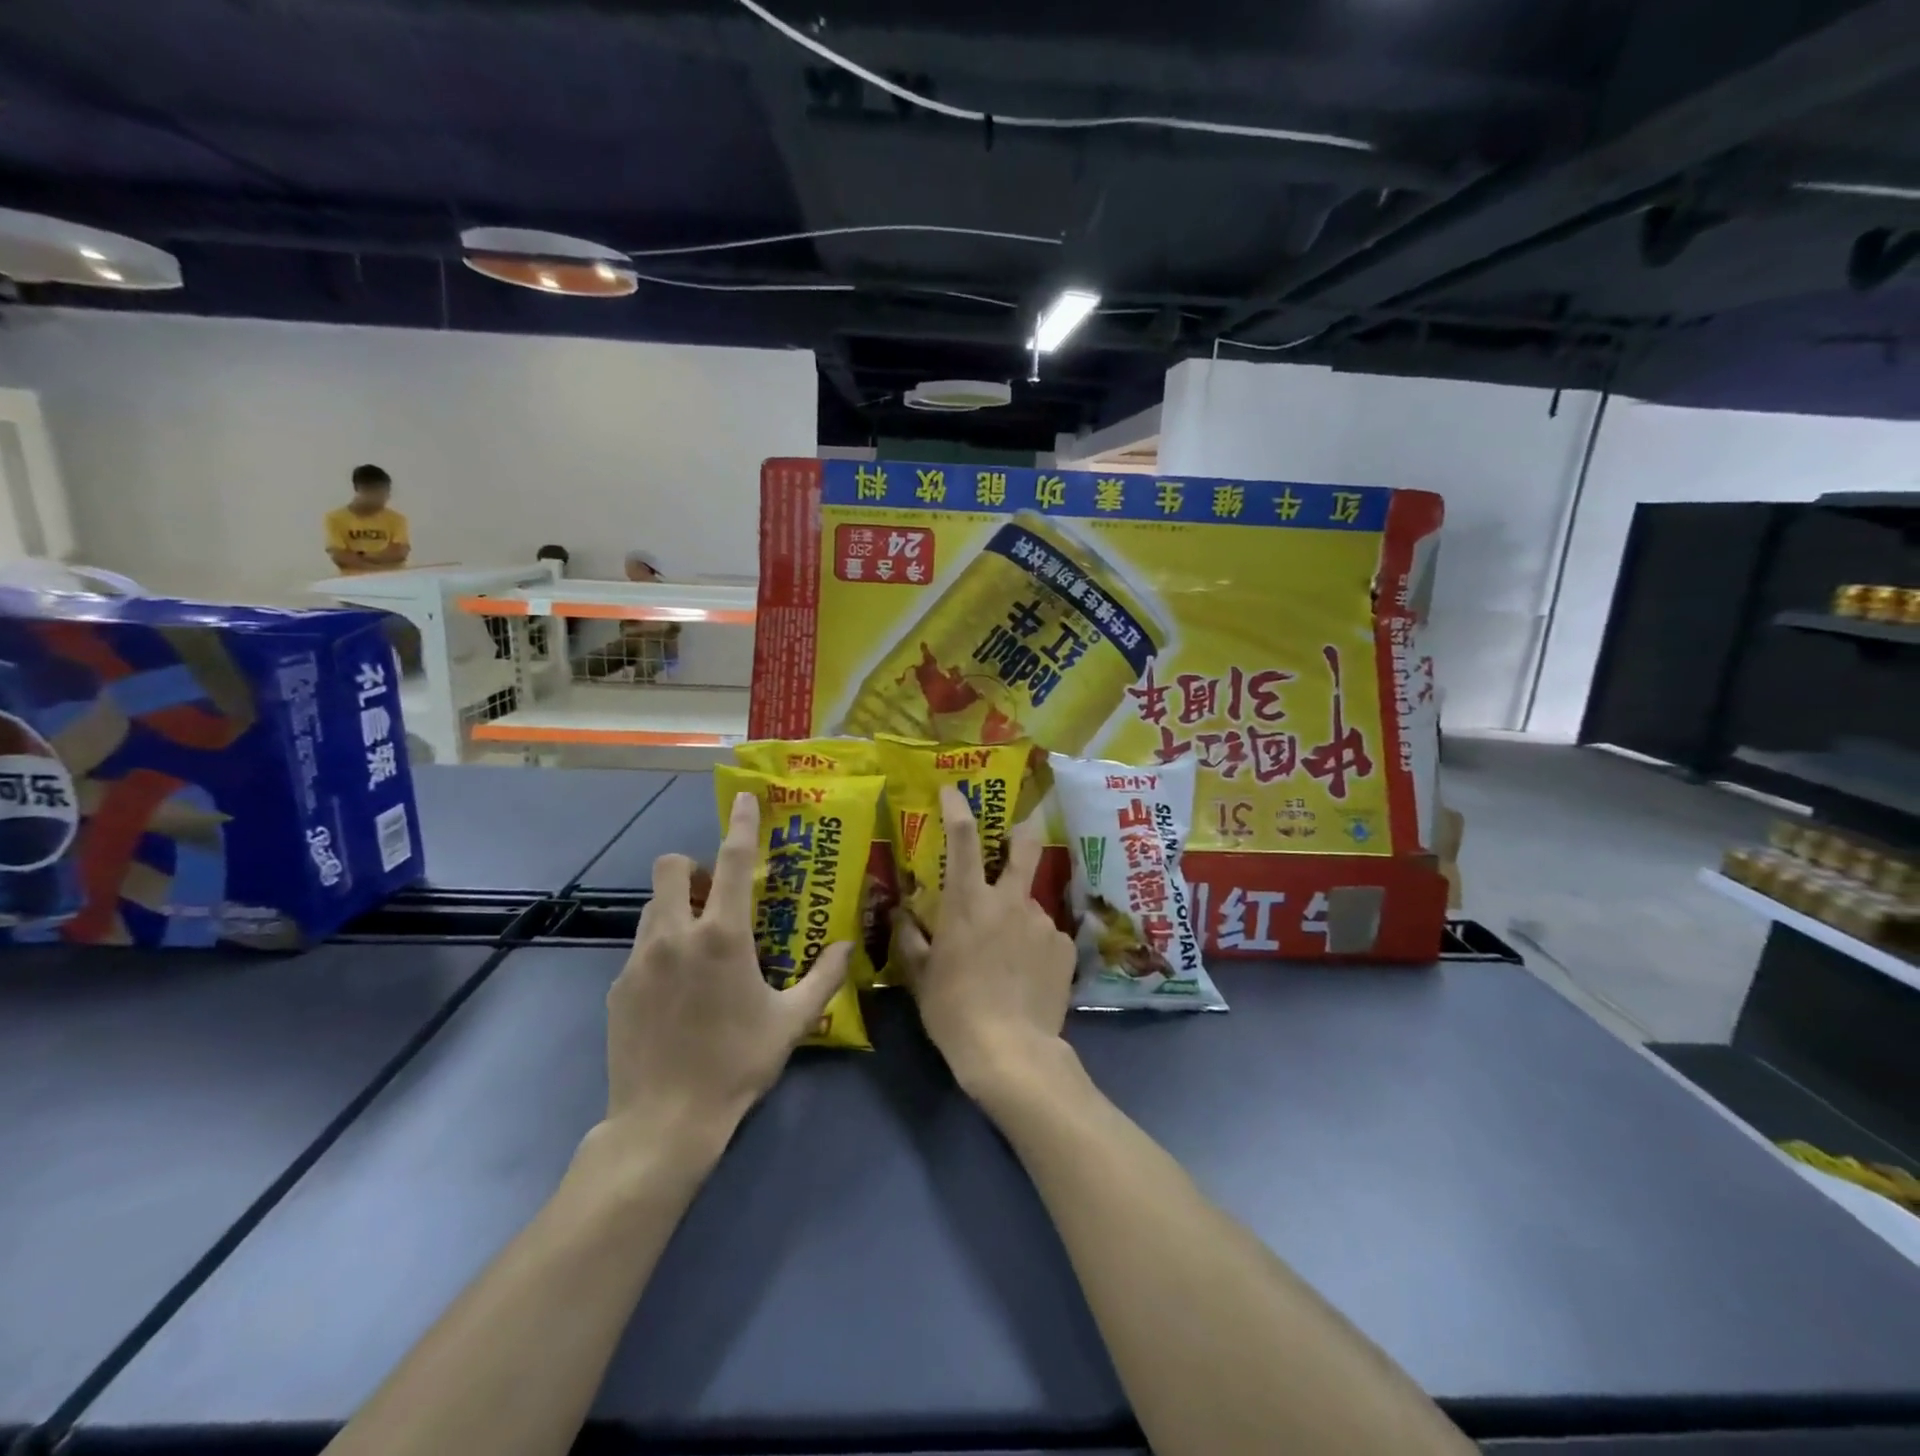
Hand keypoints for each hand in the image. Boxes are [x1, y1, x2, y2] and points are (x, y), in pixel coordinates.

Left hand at [603, 792, 850, 1151]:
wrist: (664, 1123)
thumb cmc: (737, 1065)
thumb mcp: (792, 1022)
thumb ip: (825, 978)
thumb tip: (849, 946)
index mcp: (722, 936)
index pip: (730, 861)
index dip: (741, 824)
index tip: (743, 799)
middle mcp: (676, 936)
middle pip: (670, 868)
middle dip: (691, 868)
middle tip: (714, 896)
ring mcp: (640, 960)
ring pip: (653, 907)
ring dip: (676, 908)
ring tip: (698, 943)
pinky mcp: (618, 987)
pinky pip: (641, 949)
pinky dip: (661, 950)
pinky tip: (676, 991)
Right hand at [894, 786, 1076, 1100]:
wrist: (1011, 1052)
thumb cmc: (954, 1010)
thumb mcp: (919, 977)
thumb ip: (909, 938)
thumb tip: (900, 915)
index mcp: (969, 903)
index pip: (962, 840)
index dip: (958, 808)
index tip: (953, 790)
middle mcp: (1010, 901)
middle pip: (1024, 846)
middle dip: (1021, 830)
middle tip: (1017, 833)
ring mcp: (1042, 922)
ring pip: (1028, 903)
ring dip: (1017, 915)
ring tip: (1009, 957)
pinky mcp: (1064, 946)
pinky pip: (1045, 935)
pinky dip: (1034, 945)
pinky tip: (1027, 975)